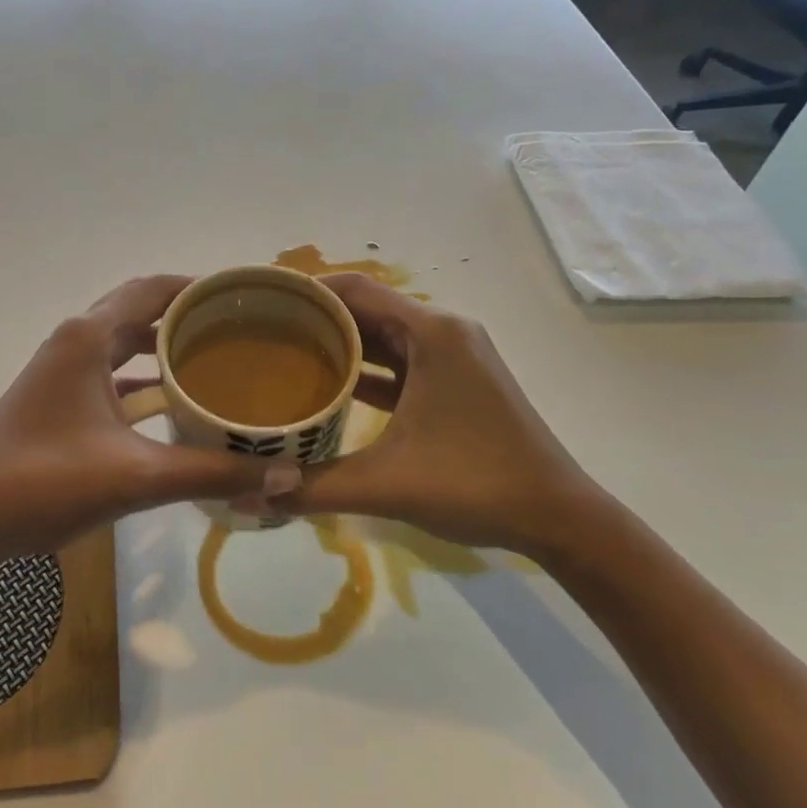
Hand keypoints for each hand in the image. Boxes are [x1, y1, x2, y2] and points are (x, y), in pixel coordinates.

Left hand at [0, 275, 300, 560]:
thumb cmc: (43, 485)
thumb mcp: (136, 477)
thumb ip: (211, 474)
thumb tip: (285, 475)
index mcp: (88, 338)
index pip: (153, 289)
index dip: (200, 286)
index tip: (245, 295)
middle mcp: (74, 342)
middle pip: (140, 310)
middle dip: (189, 316)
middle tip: (243, 328)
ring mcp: (62, 370)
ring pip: (125, 343)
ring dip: (166, 347)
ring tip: (220, 359)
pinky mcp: (58, 399)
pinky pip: (112, 373)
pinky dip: (145, 379)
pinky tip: (177, 404)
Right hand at [269, 274, 618, 559]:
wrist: (558, 517)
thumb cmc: (475, 485)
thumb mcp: (386, 484)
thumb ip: (313, 487)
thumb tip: (248, 498)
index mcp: (432, 334)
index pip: (356, 290)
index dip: (307, 290)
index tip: (262, 301)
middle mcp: (444, 332)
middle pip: (368, 308)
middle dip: (317, 316)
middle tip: (262, 330)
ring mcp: (454, 357)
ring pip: (384, 335)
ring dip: (340, 342)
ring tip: (285, 353)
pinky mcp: (457, 382)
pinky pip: (401, 361)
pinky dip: (366, 367)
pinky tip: (329, 386)